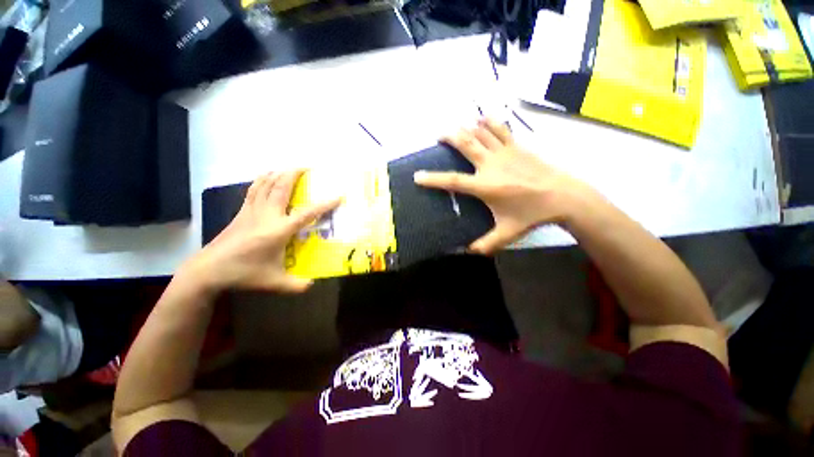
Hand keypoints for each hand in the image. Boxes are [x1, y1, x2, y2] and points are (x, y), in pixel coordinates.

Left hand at [183, 171, 340, 293]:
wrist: (208, 270)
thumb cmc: (244, 274)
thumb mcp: (275, 283)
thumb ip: (296, 285)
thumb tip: (313, 285)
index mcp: (279, 230)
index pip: (307, 213)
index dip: (324, 204)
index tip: (338, 195)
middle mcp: (267, 215)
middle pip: (282, 188)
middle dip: (295, 174)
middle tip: (307, 167)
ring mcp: (252, 211)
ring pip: (266, 185)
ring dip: (279, 174)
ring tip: (289, 168)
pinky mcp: (241, 212)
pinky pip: (253, 190)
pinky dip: (262, 180)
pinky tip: (265, 176)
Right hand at [414, 118, 586, 254]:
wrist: (563, 197)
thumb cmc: (532, 215)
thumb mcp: (506, 234)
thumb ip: (485, 244)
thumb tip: (467, 252)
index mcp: (485, 186)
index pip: (453, 181)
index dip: (433, 179)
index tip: (417, 176)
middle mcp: (491, 165)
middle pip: (466, 144)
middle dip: (449, 136)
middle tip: (438, 136)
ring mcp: (505, 152)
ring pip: (481, 132)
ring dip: (466, 127)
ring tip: (456, 126)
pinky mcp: (517, 146)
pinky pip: (500, 129)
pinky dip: (489, 122)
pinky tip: (482, 118)